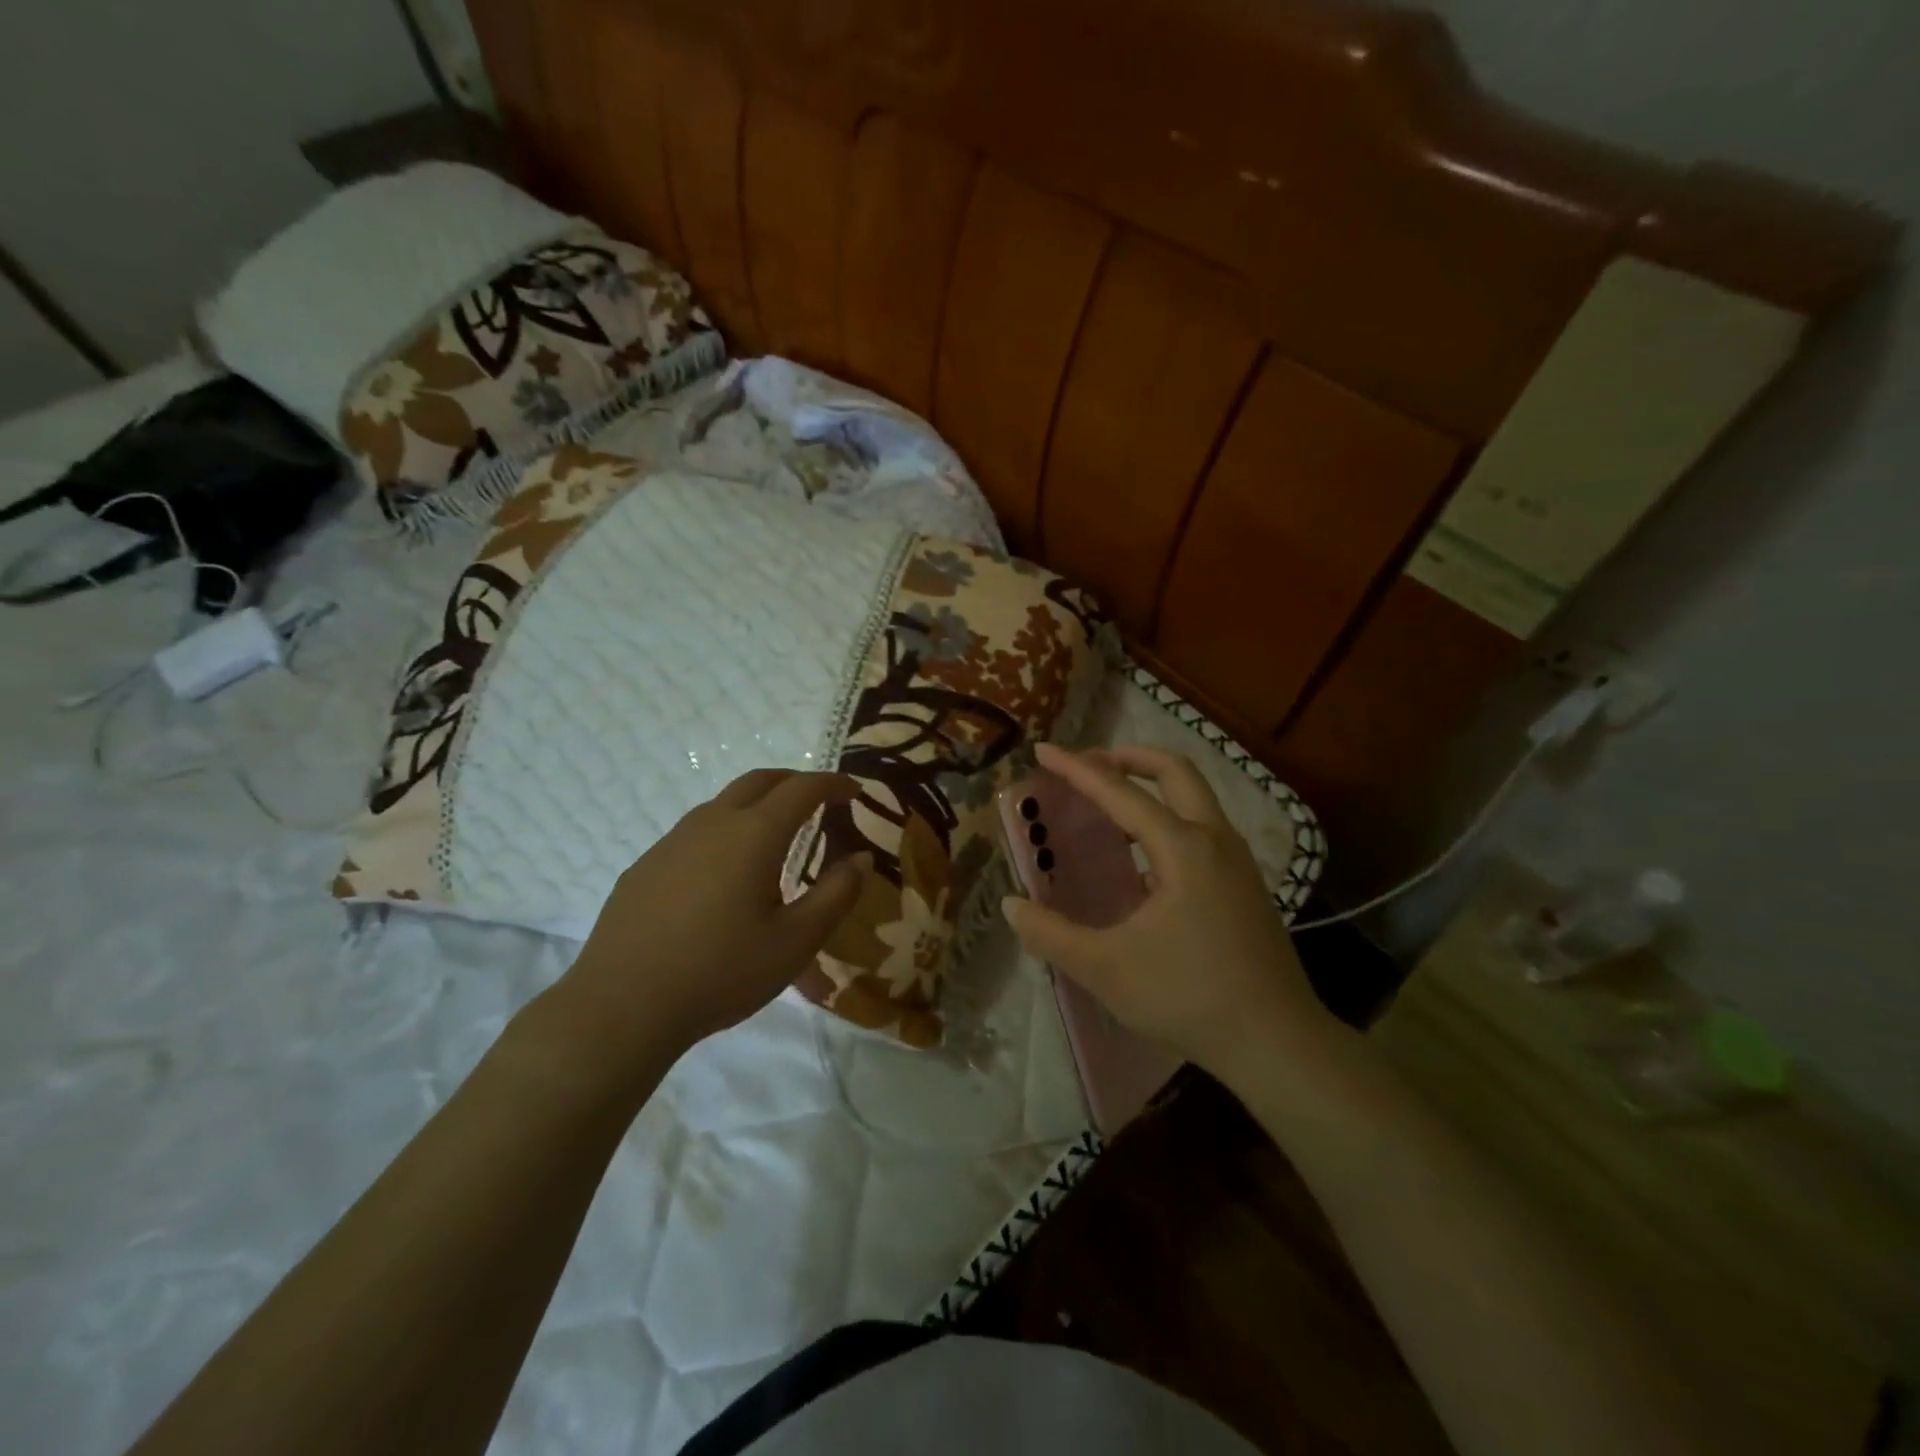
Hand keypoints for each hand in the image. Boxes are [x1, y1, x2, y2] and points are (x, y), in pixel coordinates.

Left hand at [557, 769, 867, 1064]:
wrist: (622, 1006)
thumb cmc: (721, 972)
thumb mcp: (795, 942)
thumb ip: (836, 895)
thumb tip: (860, 859)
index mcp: (754, 834)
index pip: (802, 788)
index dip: (832, 784)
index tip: (855, 791)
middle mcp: (712, 823)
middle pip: (759, 781)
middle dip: (795, 782)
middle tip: (819, 800)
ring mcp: (672, 841)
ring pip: (723, 803)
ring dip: (757, 805)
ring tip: (775, 837)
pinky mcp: (646, 865)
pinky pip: (695, 832)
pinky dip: (725, 831)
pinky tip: (724, 874)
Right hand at [1003, 743, 1342, 1082]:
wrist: (1277, 1041)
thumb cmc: (1188, 997)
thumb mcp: (1106, 969)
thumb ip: (1052, 935)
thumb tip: (1011, 906)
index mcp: (1182, 848)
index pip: (1120, 792)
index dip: (1077, 769)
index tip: (1043, 750)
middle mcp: (1215, 839)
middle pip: (1175, 771)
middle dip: (1129, 757)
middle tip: (1090, 764)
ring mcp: (1238, 861)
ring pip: (1196, 797)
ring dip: (1153, 785)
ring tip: (1112, 805)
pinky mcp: (1247, 884)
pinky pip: (1204, 827)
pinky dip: (1171, 816)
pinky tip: (1146, 859)